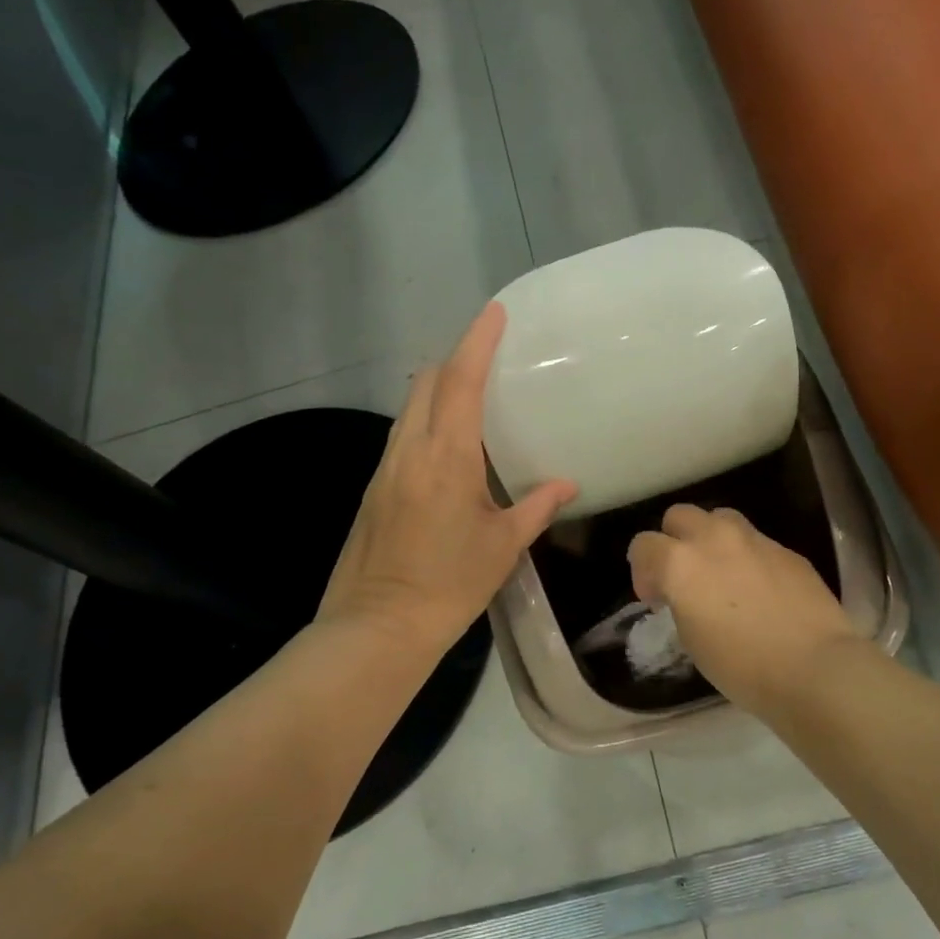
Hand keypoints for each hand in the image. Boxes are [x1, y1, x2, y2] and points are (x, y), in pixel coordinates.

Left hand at [319, 303, 576, 655]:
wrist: (379, 625)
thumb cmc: (450, 585)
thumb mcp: (503, 546)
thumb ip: (536, 507)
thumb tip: (566, 485)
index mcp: (447, 457)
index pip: (459, 381)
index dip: (476, 342)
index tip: (494, 313)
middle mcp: (409, 450)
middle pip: (425, 383)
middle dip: (454, 361)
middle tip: (488, 360)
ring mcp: (385, 468)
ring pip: (408, 408)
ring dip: (436, 391)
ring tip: (470, 398)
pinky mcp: (373, 488)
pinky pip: (401, 436)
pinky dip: (424, 422)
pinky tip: (445, 448)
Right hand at [628, 504, 858, 717]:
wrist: (813, 668)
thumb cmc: (741, 666)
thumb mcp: (691, 639)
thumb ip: (681, 601)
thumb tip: (688, 594)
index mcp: (680, 563)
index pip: (643, 545)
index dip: (643, 571)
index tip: (657, 599)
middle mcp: (714, 539)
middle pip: (679, 516)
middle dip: (674, 541)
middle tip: (684, 578)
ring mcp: (755, 540)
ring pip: (720, 518)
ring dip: (711, 538)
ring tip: (722, 573)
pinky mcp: (787, 550)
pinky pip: (757, 542)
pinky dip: (748, 557)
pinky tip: (761, 590)